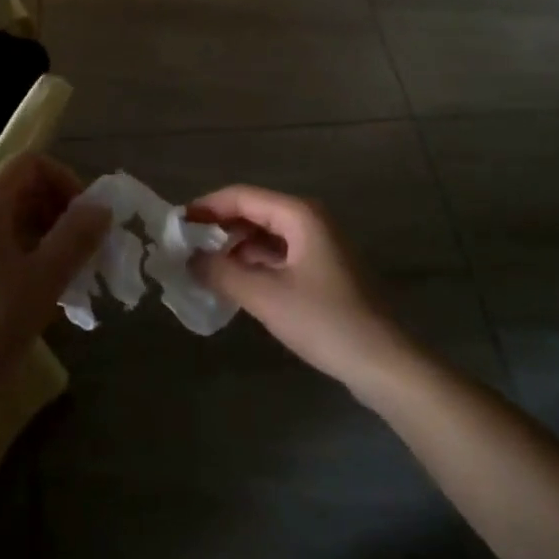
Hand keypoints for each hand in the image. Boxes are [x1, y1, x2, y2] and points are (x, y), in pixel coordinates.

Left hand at [0, 154, 110, 371]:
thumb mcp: (46, 278)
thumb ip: (77, 236)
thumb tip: (100, 208)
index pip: (32, 164)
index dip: (66, 181)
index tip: (86, 218)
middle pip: (20, 189)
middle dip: (58, 211)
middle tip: (83, 248)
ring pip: (8, 218)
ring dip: (43, 234)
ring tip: (65, 272)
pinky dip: (21, 251)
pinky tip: (36, 288)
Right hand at [188, 185, 414, 392]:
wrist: (383, 362)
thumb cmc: (325, 321)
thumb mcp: (266, 297)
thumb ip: (222, 273)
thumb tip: (190, 258)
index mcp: (299, 215)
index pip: (242, 196)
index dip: (206, 207)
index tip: (175, 225)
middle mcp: (310, 221)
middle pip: (254, 212)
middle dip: (218, 227)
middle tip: (183, 248)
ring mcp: (318, 246)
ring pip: (266, 235)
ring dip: (235, 247)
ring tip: (201, 267)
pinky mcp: (322, 271)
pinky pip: (278, 255)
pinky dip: (253, 264)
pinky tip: (233, 283)